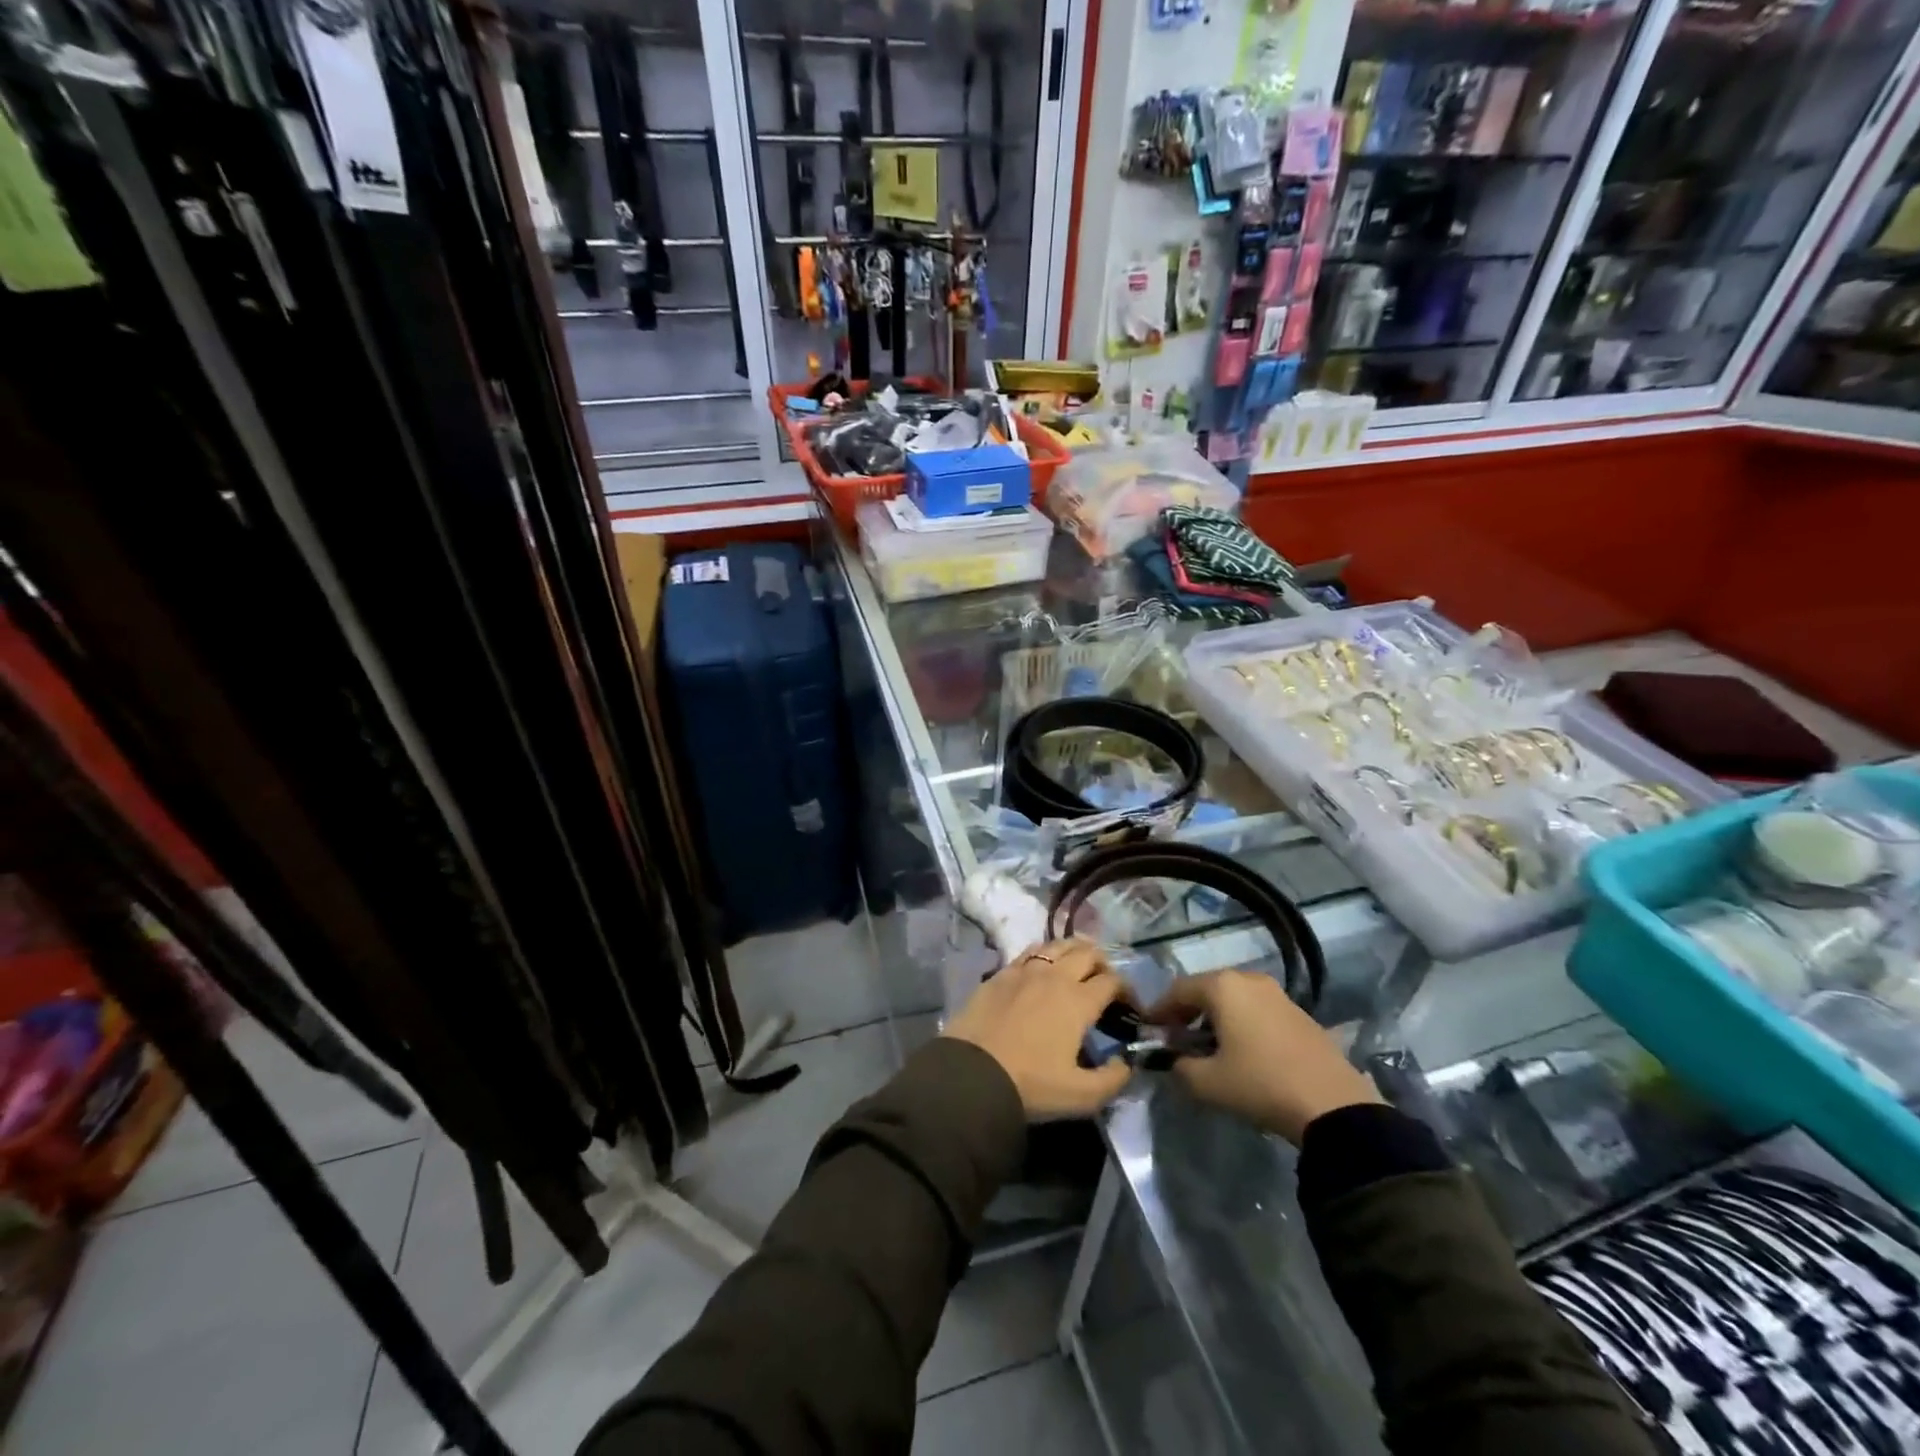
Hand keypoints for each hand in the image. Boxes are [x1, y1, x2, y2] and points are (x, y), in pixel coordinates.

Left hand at [944, 939, 1133, 1119]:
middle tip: (1104, 982)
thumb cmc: (1030, 1084)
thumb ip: (1113, 1080)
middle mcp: (1055, 976)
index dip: (1127, 990)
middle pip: (1087, 952)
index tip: (1129, 1006)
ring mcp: (1025, 970)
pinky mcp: (1000, 973)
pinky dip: (1044, 954)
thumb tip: (1125, 1063)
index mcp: (1078, 1000)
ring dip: (1074, 951)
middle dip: (1103, 963)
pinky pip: (1029, 952)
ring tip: (1077, 966)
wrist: (972, 1073)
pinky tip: (1043, 966)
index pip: (1112, 981)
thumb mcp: (1081, 1096)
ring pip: (1058, 945)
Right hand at [1147, 970, 1379, 1144]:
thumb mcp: (1208, 1083)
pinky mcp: (1298, 1011)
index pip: (1177, 990)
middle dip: (1187, 1012)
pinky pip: (1256, 1009)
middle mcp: (1248, 979)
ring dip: (1214, 1017)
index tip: (1149, 1031)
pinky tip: (1242, 1050)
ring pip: (1232, 998)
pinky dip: (1241, 1022)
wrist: (1333, 1105)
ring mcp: (1277, 993)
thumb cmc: (1260, 1084)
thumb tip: (1174, 1061)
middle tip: (1176, 1038)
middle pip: (1205, 989)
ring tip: (1208, 1046)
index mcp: (1222, 986)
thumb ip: (1180, 1068)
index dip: (1159, 1011)